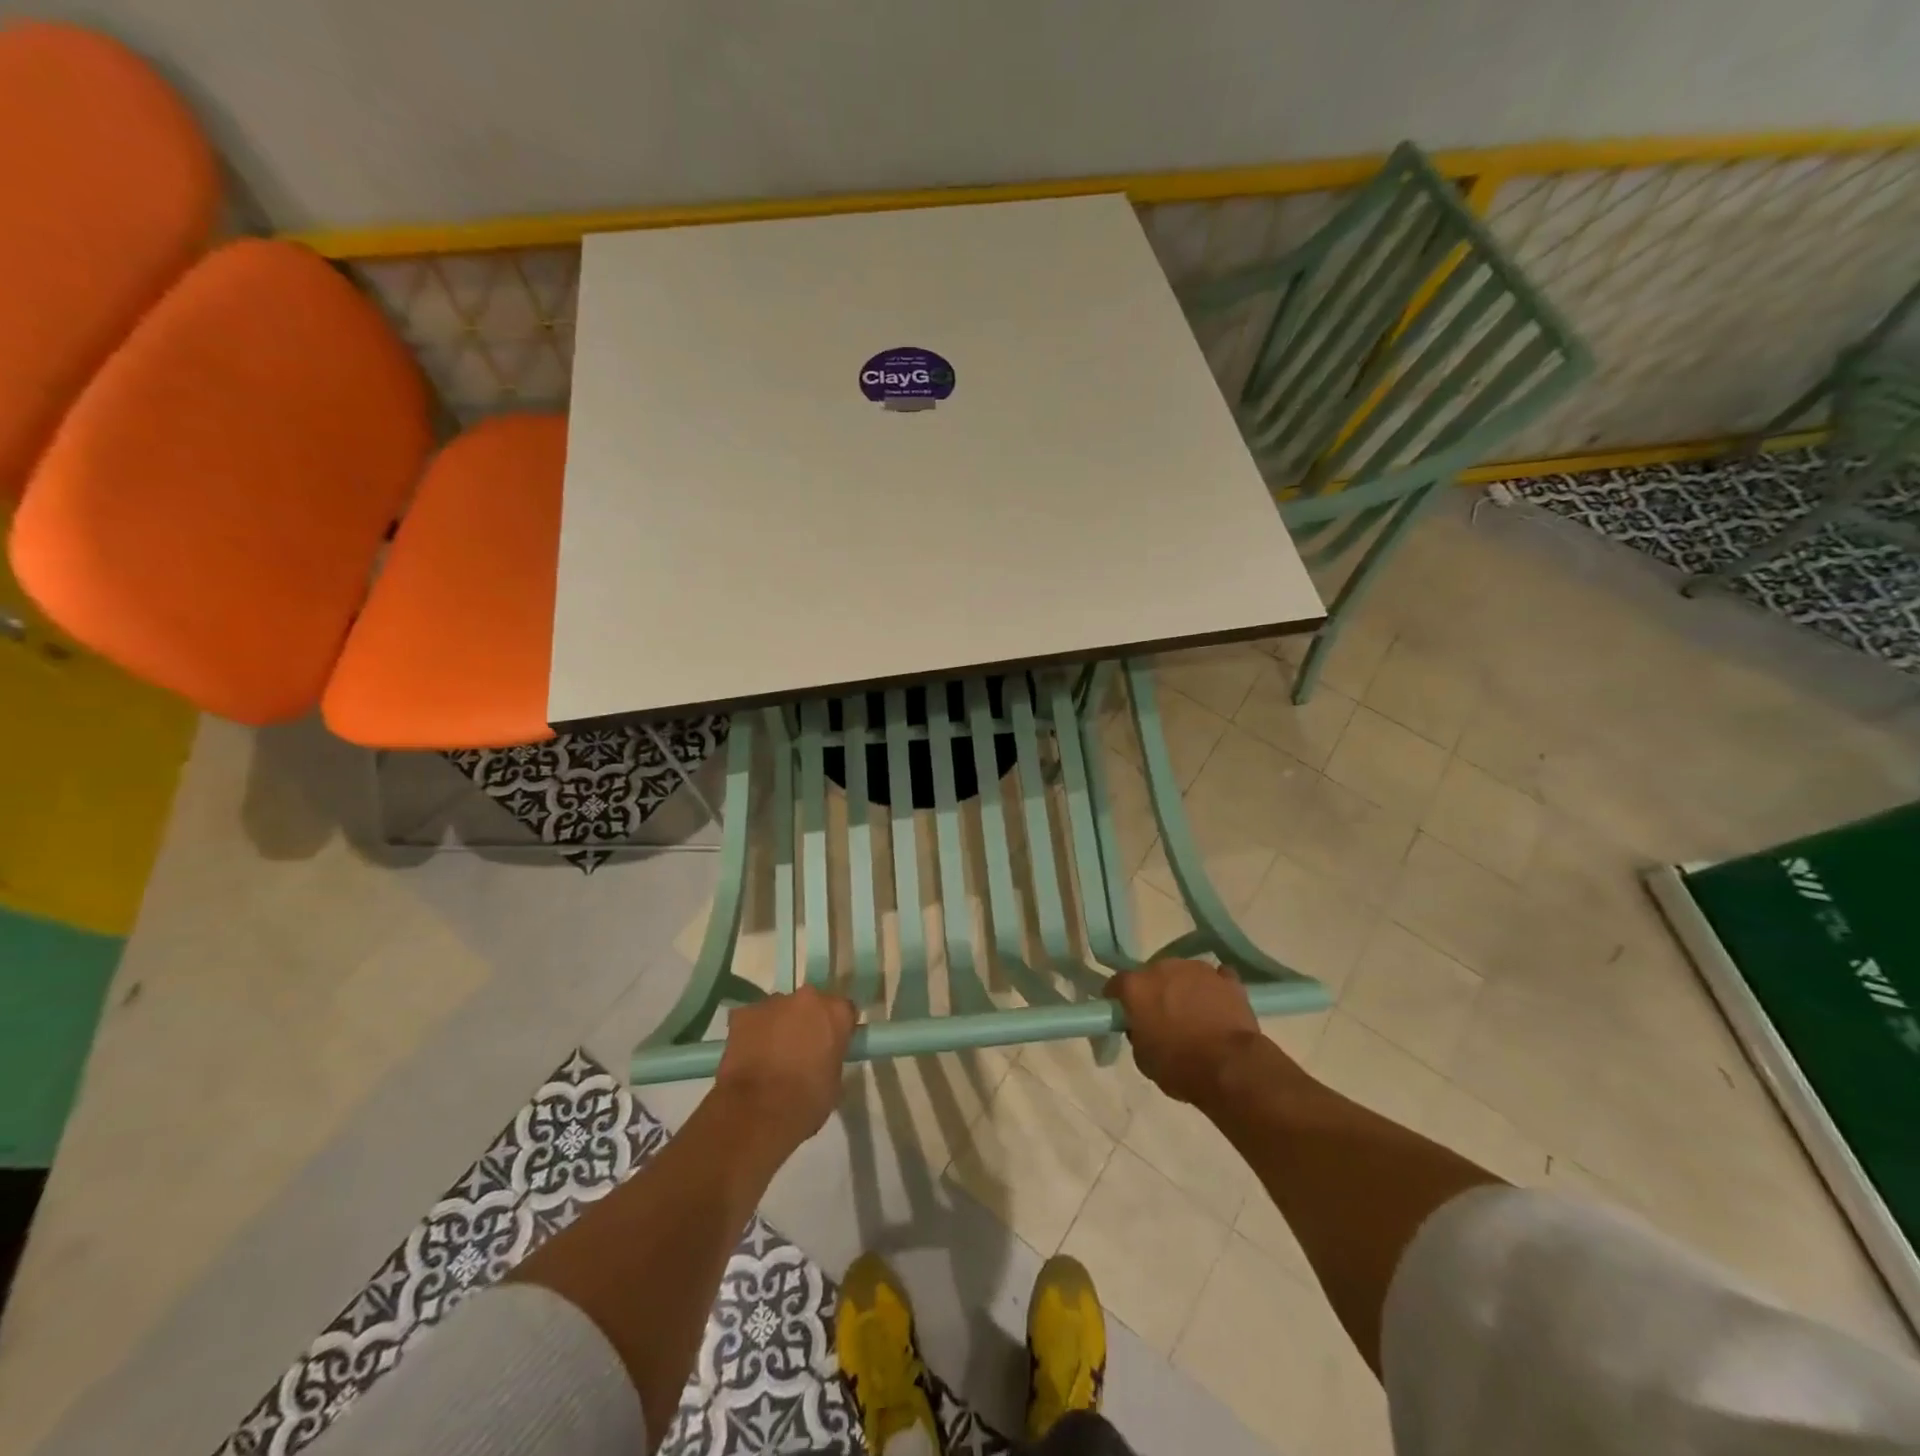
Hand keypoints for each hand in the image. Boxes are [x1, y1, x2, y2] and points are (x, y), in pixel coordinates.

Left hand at [715, 987, 857, 1146]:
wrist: (759, 1112)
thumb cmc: (807, 1101)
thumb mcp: (835, 1080)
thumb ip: (831, 1056)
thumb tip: (822, 1057)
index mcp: (836, 1013)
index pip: (843, 1010)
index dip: (835, 1027)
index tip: (830, 1044)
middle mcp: (807, 998)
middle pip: (809, 1003)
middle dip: (805, 1020)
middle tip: (800, 1048)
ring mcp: (773, 1003)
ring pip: (778, 1009)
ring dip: (778, 1025)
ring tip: (770, 1055)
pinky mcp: (743, 1013)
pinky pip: (751, 1019)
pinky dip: (752, 1033)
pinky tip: (748, 1056)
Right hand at [1107, 959, 1268, 1105]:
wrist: (1231, 1067)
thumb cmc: (1179, 1066)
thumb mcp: (1143, 1058)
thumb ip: (1137, 1033)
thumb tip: (1142, 1026)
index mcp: (1136, 986)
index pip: (1117, 984)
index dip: (1118, 999)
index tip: (1123, 1014)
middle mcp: (1163, 968)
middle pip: (1152, 975)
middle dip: (1154, 992)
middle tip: (1161, 1016)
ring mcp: (1197, 969)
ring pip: (1184, 974)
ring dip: (1184, 988)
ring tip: (1194, 1014)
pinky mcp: (1227, 979)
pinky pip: (1216, 978)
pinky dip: (1214, 989)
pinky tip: (1218, 1007)